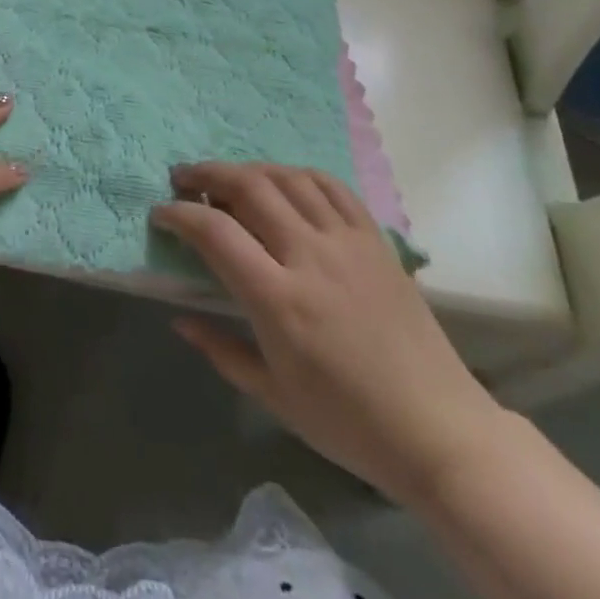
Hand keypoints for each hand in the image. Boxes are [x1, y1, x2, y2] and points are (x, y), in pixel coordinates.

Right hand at [152, 163, 504, 504]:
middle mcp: (310, 256)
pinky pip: (331, 186)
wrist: (438, 429)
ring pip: (288, 178)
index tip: (161, 213)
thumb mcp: (275, 396)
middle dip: (207, 174)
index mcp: (280, 301)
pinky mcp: (375, 238)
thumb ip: (222, 350)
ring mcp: (347, 241)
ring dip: (249, 169)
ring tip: (227, 177)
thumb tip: (179, 319)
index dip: (180, 214)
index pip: (216, 233)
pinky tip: (282, 182)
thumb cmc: (349, 423)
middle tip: (183, 178)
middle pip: (249, 187)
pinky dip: (297, 174)